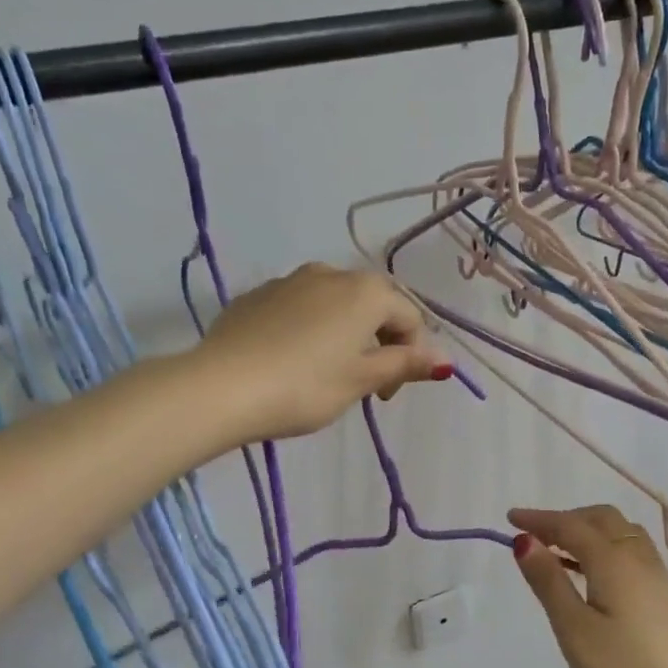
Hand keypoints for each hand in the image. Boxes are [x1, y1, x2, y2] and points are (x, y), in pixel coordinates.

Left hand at [195, 263, 451, 441]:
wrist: (222, 386)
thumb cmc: (305, 387)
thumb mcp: (361, 380)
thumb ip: (404, 365)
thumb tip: (445, 361)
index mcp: (365, 291)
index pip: (409, 317)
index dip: (412, 355)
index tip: (389, 394)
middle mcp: (330, 273)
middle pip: (372, 304)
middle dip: (379, 340)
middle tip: (366, 384)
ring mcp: (288, 281)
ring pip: (333, 304)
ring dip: (344, 333)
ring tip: (328, 372)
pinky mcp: (256, 295)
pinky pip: (298, 308)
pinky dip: (308, 329)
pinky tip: (291, 361)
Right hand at [509, 505, 667, 667]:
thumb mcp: (574, 629)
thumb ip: (549, 581)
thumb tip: (524, 539)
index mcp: (613, 561)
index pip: (570, 525)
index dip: (539, 519)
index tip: (509, 518)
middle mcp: (639, 558)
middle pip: (601, 519)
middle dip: (567, 519)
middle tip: (536, 536)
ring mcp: (657, 577)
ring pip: (621, 533)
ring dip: (588, 531)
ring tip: (560, 552)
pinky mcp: (665, 597)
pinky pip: (631, 551)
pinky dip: (605, 547)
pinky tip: (592, 575)